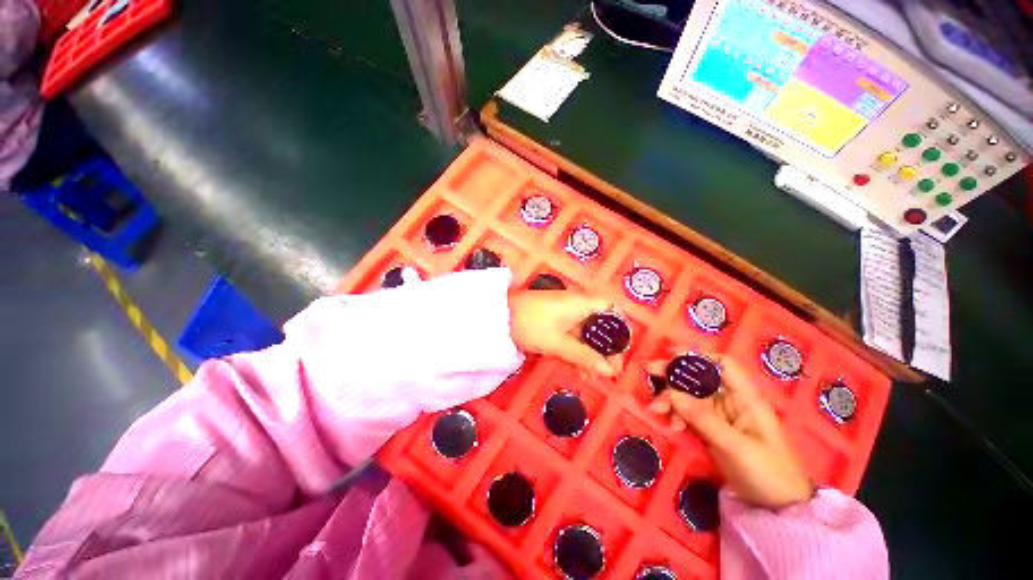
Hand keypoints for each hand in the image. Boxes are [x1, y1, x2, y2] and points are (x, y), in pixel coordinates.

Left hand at [508, 290, 623, 376]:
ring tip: (590, 375)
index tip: (620, 353)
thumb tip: (610, 371)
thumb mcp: (558, 343)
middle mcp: (576, 304)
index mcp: (581, 302)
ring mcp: (563, 312)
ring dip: (589, 352)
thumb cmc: (531, 325)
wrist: (498, 317)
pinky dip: (575, 349)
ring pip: (585, 331)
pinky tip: (576, 366)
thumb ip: (584, 356)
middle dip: (605, 348)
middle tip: (607, 371)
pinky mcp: (553, 319)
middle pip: (600, 324)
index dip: (620, 330)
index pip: (612, 310)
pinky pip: (571, 333)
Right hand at [646, 358, 814, 508]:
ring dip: (671, 399)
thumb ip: (703, 419)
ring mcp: (719, 416)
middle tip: (649, 371)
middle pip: (699, 379)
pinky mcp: (711, 429)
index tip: (672, 353)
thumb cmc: (767, 472)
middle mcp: (731, 401)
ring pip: (689, 397)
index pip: (723, 365)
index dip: (699, 356)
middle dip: (674, 375)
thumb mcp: (735, 446)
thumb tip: (671, 393)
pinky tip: (671, 426)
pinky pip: (688, 414)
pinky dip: (676, 416)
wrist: (776, 508)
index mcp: (745, 398)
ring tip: (655, 410)